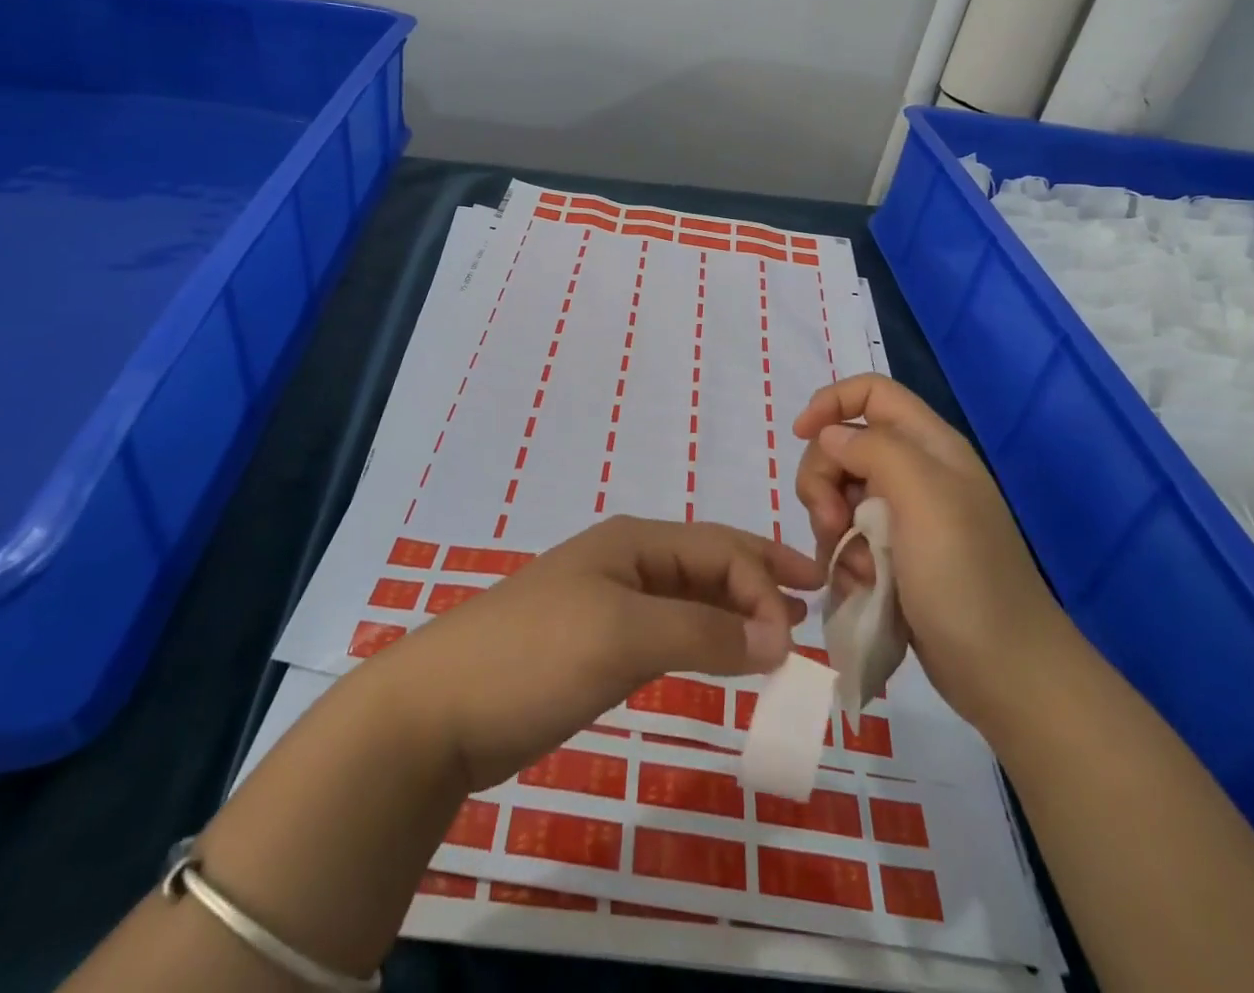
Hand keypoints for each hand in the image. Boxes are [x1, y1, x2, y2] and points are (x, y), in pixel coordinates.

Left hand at [376, 516, 822, 790]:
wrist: (440, 710)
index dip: (764, 577)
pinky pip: (668, 633)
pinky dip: (704, 641)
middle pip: (708, 564)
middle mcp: (626, 563)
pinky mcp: (597, 646)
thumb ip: (703, 631)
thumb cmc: (535, 655)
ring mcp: (610, 605)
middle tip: (812, 610)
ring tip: (780, 638)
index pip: (718, 547)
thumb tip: (778, 636)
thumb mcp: (624, 635)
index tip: (799, 629)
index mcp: (633, 542)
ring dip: (736, 613)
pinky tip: (724, 658)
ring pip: (691, 599)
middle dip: (760, 582)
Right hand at [793, 374, 1074, 732]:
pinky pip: (848, 537)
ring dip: (831, 526)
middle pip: (843, 446)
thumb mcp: (924, 497)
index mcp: (930, 446)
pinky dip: (844, 557)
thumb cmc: (966, 578)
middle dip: (824, 480)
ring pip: (839, 494)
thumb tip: (829, 437)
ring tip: (856, 567)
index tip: (800, 436)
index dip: (830, 402)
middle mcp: (916, 473)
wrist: (1006, 672)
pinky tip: (861, 584)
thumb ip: (873, 450)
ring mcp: (906, 517)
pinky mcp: (895, 556)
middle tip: (832, 522)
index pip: (871, 392)